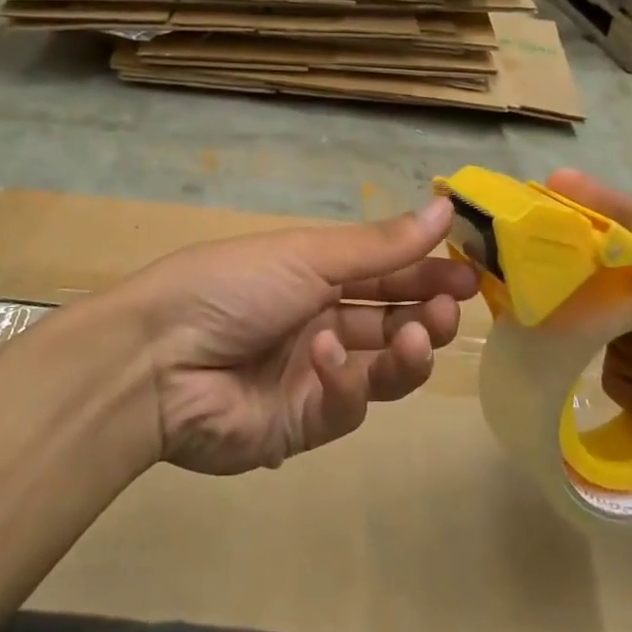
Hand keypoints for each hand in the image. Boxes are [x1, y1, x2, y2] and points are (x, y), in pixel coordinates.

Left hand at [120, 195, 478, 475]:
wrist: (158, 358)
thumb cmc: (234, 285)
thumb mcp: (308, 254)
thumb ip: (381, 244)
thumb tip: (445, 205)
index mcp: (315, 276)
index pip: (386, 273)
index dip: (428, 272)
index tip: (473, 271)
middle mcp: (319, 322)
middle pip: (391, 322)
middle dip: (428, 313)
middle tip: (456, 306)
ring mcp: (312, 376)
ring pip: (381, 369)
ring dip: (407, 351)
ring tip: (422, 334)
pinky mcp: (301, 426)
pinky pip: (344, 405)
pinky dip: (344, 382)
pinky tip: (327, 359)